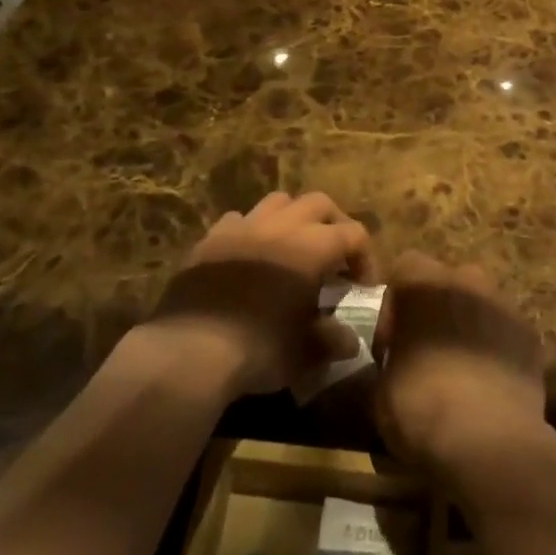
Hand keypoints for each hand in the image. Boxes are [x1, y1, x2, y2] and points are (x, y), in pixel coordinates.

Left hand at [150, 192, 376, 398]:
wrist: (190, 350)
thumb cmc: (258, 348)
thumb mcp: (305, 352)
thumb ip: (331, 341)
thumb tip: (349, 341)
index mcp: (313, 246)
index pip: (353, 234)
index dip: (365, 258)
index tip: (362, 286)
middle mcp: (282, 225)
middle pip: (319, 203)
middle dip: (334, 224)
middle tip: (335, 256)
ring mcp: (243, 226)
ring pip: (279, 202)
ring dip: (293, 218)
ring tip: (293, 246)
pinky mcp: (211, 238)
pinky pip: (239, 220)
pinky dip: (252, 231)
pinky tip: (249, 256)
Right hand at [374, 252, 547, 476]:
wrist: (490, 440)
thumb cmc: (422, 407)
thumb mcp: (381, 391)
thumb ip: (386, 364)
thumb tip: (390, 368)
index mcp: (423, 284)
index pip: (404, 270)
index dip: (394, 308)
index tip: (392, 348)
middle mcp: (465, 280)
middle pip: (446, 282)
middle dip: (436, 311)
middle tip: (428, 355)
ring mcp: (503, 303)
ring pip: (479, 304)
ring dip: (468, 328)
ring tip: (462, 373)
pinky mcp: (530, 333)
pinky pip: (506, 332)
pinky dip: (497, 350)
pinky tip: (491, 386)